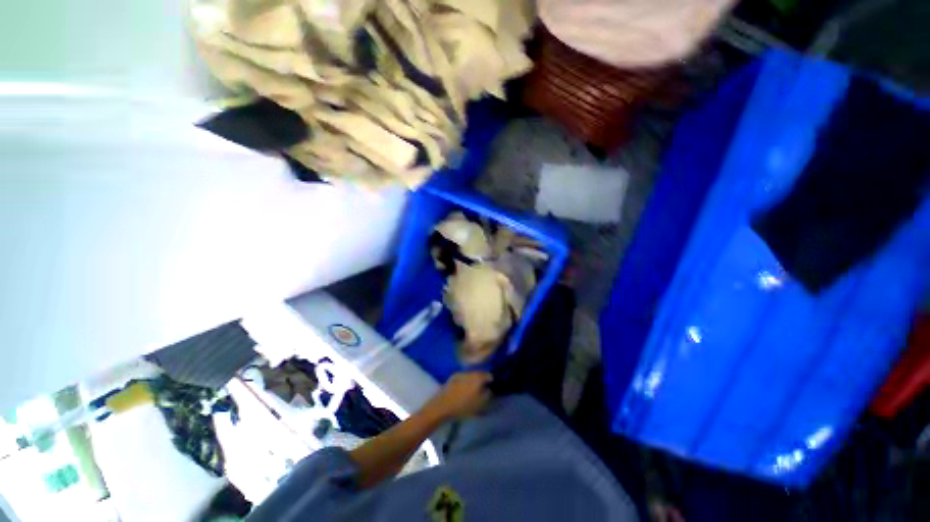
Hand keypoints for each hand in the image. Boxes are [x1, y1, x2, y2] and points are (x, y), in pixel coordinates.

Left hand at [427, 371, 492, 420]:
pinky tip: (463, 389)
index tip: (491, 385)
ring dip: (473, 380)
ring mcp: (460, 373)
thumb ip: (487, 395)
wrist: (442, 405)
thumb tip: (488, 389)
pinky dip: (465, 381)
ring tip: (473, 389)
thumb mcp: (480, 404)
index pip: (488, 375)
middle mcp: (470, 372)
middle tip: (483, 388)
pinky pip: (463, 377)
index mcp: (478, 378)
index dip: (491, 380)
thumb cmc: (463, 406)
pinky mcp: (453, 377)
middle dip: (481, 379)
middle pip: (479, 374)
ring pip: (471, 375)